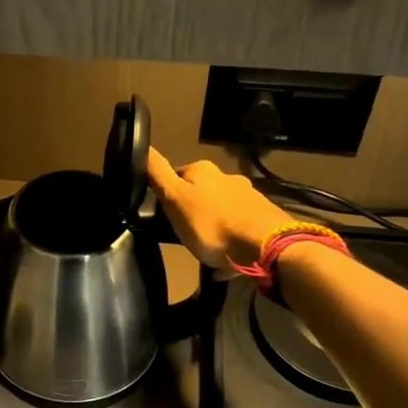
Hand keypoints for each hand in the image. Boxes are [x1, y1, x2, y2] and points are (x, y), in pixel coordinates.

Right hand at [146, 148, 293, 272]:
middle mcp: (228, 178)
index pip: (175, 175)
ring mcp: (248, 198)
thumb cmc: (212, 224)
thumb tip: (142, 144)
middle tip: (182, 235)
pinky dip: (229, 242)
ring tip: (204, 250)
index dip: (166, 194)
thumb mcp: (175, 199)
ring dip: (211, 227)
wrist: (265, 247)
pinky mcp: (263, 219)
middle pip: (200, 193)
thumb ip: (157, 173)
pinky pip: (237, 230)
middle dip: (191, 211)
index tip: (162, 214)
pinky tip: (225, 263)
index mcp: (204, 171)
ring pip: (220, 211)